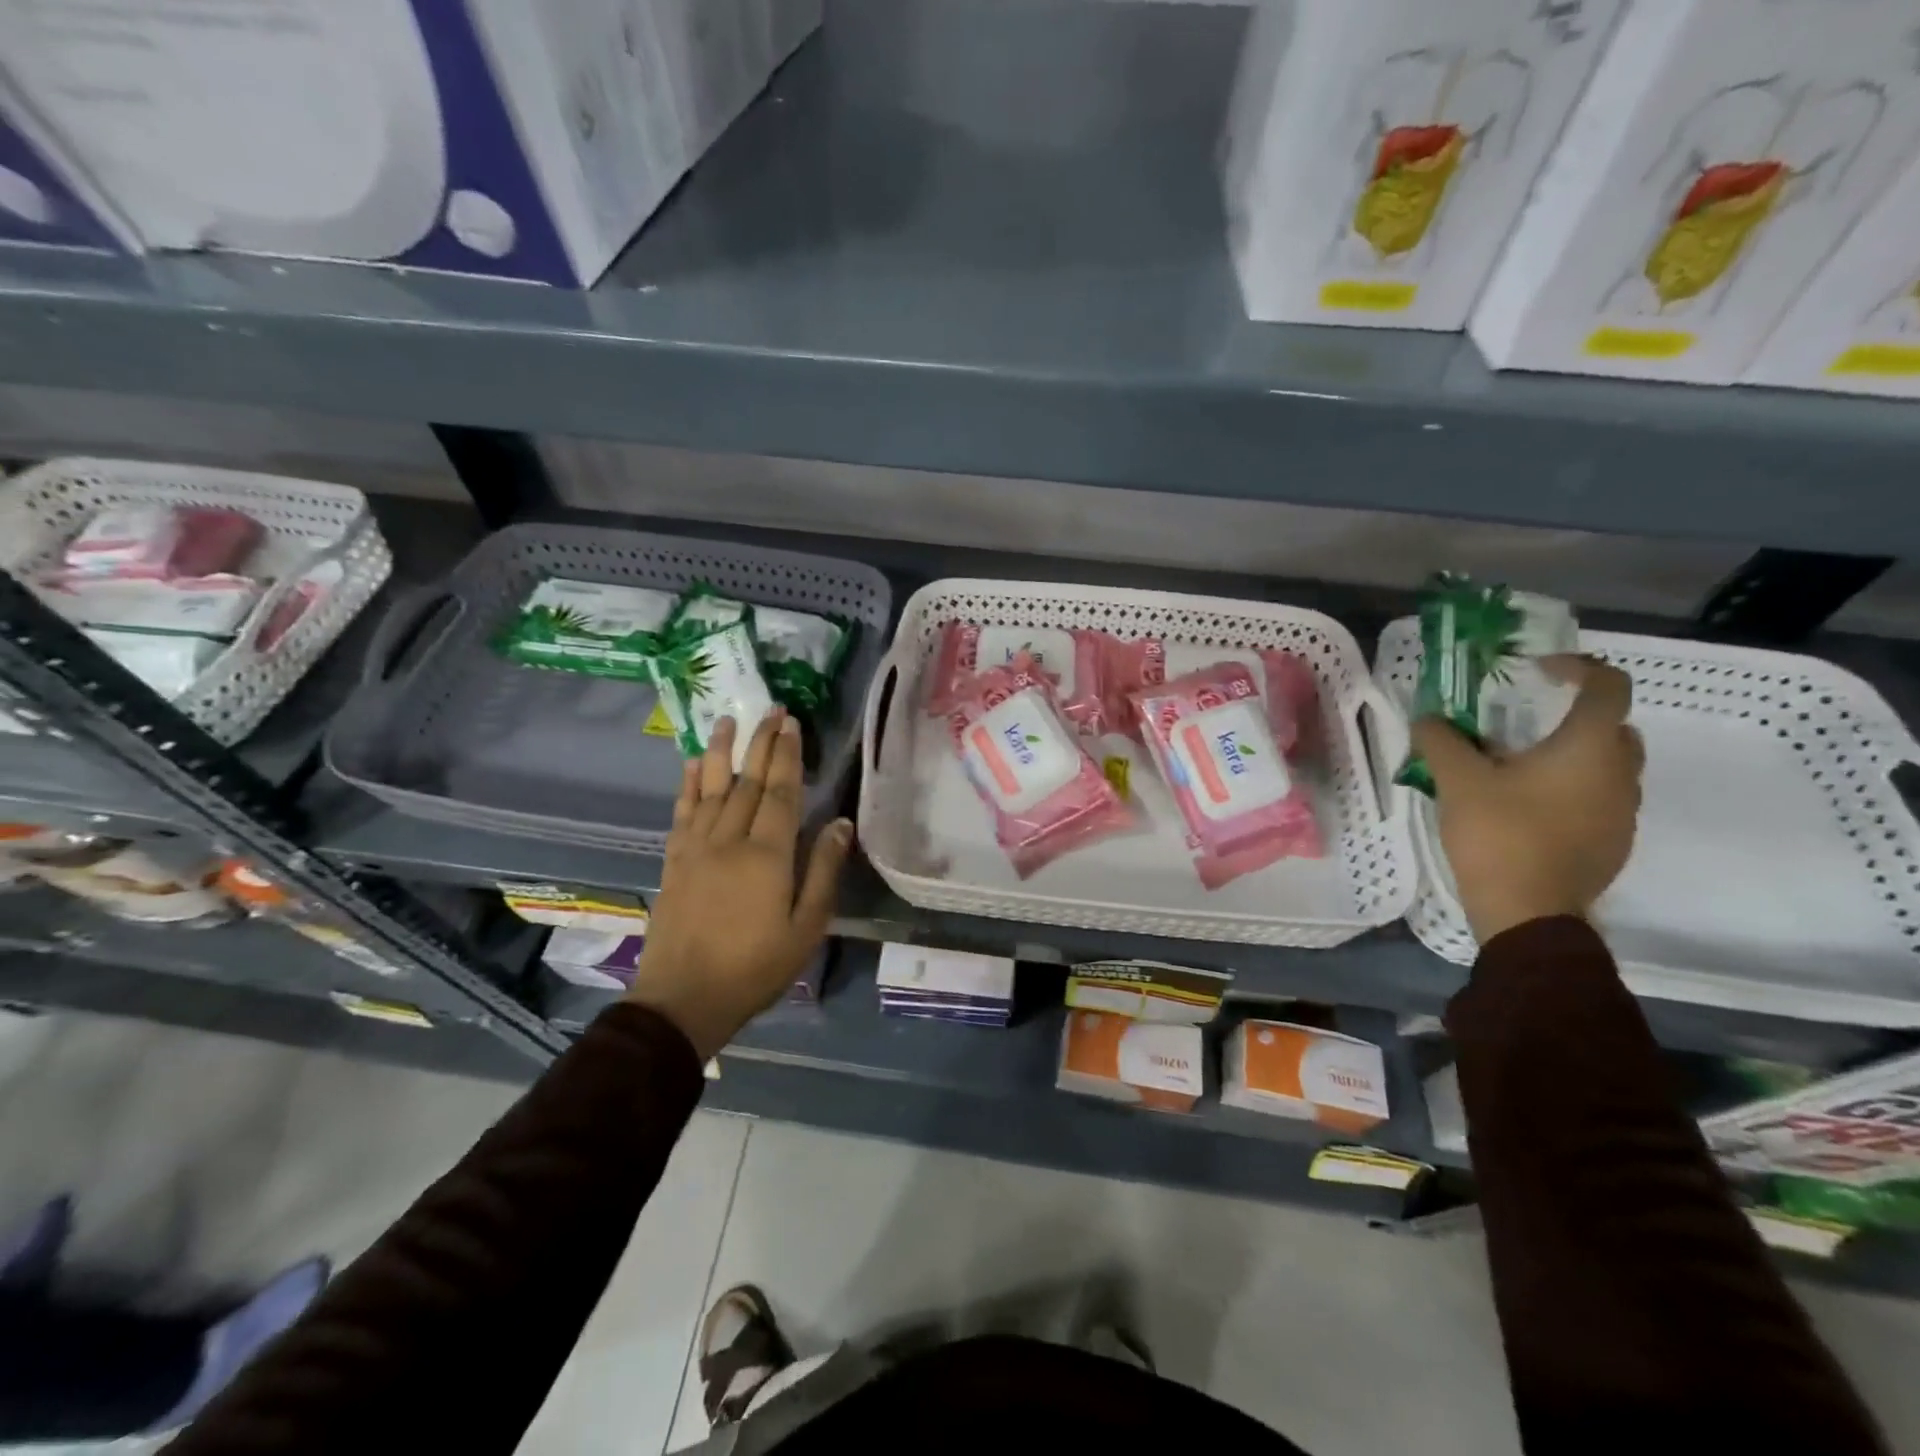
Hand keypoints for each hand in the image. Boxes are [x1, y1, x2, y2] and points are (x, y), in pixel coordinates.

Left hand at [627, 710, 852, 1058]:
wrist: (683, 1000)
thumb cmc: (755, 967)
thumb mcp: (805, 927)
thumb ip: (822, 871)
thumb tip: (839, 823)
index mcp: (766, 855)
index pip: (779, 792)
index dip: (787, 755)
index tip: (791, 723)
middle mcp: (729, 840)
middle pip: (746, 781)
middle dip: (760, 743)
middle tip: (770, 709)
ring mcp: (696, 849)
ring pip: (711, 788)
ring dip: (721, 751)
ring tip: (727, 720)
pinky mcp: (674, 862)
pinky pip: (682, 813)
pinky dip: (689, 785)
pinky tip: (693, 765)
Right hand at [1411, 656, 1643, 944]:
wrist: (1528, 912)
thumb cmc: (1499, 834)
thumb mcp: (1457, 781)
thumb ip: (1441, 741)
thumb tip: (1429, 719)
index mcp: (1590, 748)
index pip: (1608, 686)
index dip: (1576, 668)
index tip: (1535, 672)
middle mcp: (1620, 774)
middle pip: (1612, 726)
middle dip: (1572, 716)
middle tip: (1523, 724)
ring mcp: (1622, 812)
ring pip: (1607, 766)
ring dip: (1571, 756)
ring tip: (1517, 769)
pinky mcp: (1613, 843)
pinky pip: (1598, 799)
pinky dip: (1571, 790)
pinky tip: (1527, 809)